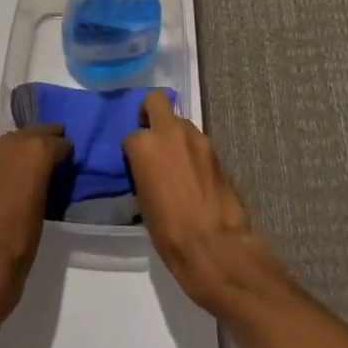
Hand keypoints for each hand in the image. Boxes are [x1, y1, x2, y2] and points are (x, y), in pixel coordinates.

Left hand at [0, 124, 71, 324]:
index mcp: (34, 152)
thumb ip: (46, 178)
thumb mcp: (45, 208)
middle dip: (44, 141)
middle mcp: (9, 145)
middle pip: (32, 133)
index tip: (69, 159)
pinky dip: (3, 162)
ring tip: (31, 167)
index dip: (65, 151)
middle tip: (55, 153)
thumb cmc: (20, 244)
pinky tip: (7, 180)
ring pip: (11, 142)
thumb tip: (48, 171)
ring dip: (22, 149)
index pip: (57, 141)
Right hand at [123, 89, 282, 313]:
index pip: (131, 136)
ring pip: (180, 122)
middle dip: (150, 112)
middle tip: (152, 137)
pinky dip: (192, 151)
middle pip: (156, 101)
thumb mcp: (144, 203)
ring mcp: (196, 138)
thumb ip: (144, 173)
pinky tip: (194, 175)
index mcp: (144, 146)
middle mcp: (170, 132)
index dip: (132, 151)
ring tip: (176, 164)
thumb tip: (149, 170)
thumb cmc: (170, 233)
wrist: (215, 246)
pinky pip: (197, 142)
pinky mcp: (216, 150)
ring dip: (175, 135)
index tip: (136, 166)